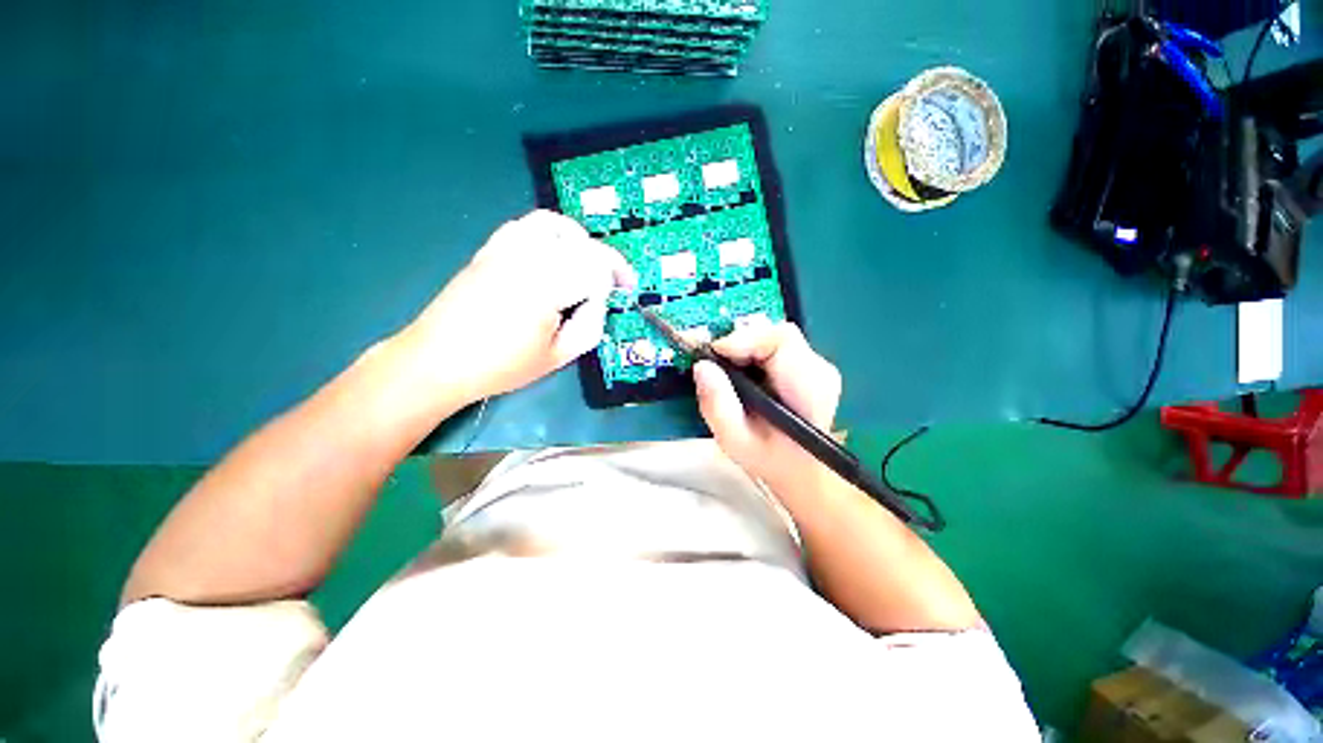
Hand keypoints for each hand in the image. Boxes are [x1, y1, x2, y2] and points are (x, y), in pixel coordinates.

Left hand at [402, 211, 634, 403]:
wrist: (438, 359)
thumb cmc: (500, 366)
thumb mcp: (557, 357)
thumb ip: (590, 326)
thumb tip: (600, 300)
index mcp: (546, 289)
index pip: (596, 266)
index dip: (618, 275)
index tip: (626, 289)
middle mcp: (527, 259)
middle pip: (581, 243)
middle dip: (605, 260)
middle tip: (613, 282)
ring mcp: (505, 249)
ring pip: (556, 225)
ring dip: (580, 241)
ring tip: (587, 263)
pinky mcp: (491, 248)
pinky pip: (528, 225)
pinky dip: (552, 233)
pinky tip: (555, 254)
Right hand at [693, 323, 841, 490]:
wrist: (802, 472)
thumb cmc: (770, 461)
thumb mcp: (734, 440)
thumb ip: (717, 405)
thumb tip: (701, 366)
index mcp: (809, 387)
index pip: (779, 340)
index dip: (742, 339)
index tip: (712, 354)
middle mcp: (819, 369)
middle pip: (775, 334)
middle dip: (739, 342)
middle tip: (713, 362)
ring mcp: (816, 365)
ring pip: (773, 337)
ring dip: (743, 347)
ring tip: (723, 368)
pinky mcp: (807, 366)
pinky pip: (774, 346)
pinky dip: (751, 352)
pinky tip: (739, 371)